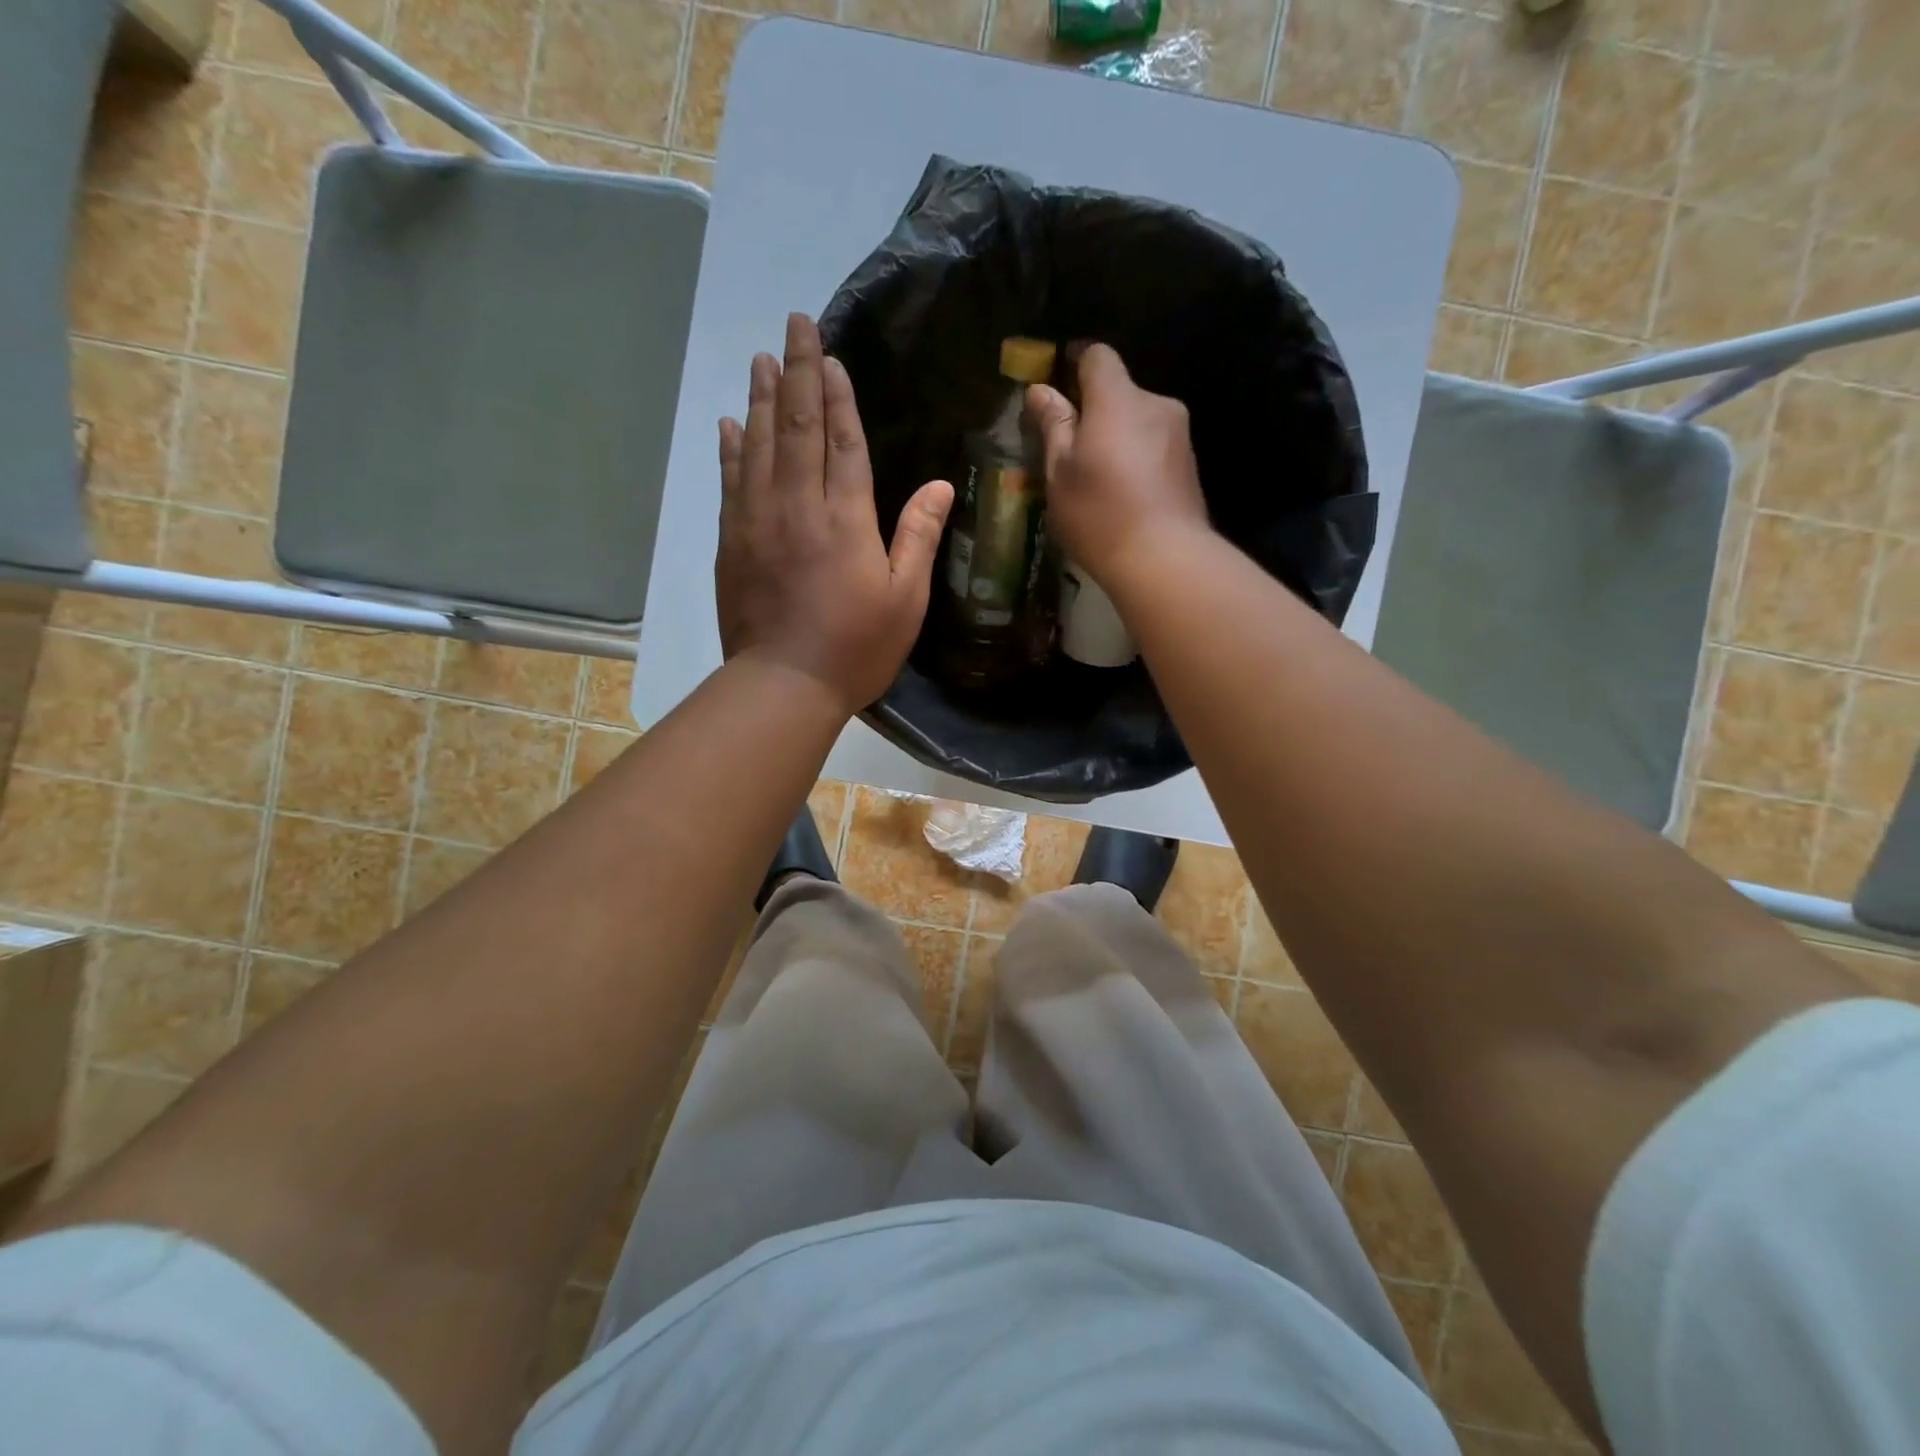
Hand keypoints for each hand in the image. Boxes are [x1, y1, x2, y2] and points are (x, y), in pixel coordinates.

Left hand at [716, 314, 953, 714]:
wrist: (784, 684)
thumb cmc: (856, 647)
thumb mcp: (905, 599)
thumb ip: (918, 537)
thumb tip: (940, 486)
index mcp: (845, 518)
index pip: (843, 441)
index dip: (838, 395)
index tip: (831, 354)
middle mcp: (798, 505)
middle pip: (797, 427)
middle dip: (798, 373)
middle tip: (793, 325)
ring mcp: (757, 520)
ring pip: (758, 444)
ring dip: (761, 398)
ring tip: (762, 358)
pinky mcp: (731, 542)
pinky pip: (730, 481)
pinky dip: (730, 448)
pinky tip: (729, 423)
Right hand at [1026, 344, 1209, 584]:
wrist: (1164, 558)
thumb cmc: (1099, 512)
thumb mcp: (1060, 472)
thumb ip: (1053, 425)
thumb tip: (1040, 390)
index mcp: (1118, 399)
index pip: (1098, 356)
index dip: (1076, 363)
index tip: (1059, 382)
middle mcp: (1155, 404)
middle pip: (1120, 393)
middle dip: (1096, 412)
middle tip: (1072, 449)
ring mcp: (1179, 435)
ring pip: (1139, 422)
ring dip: (1118, 439)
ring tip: (1099, 480)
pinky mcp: (1190, 465)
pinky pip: (1155, 448)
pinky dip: (1137, 460)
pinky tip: (1125, 496)